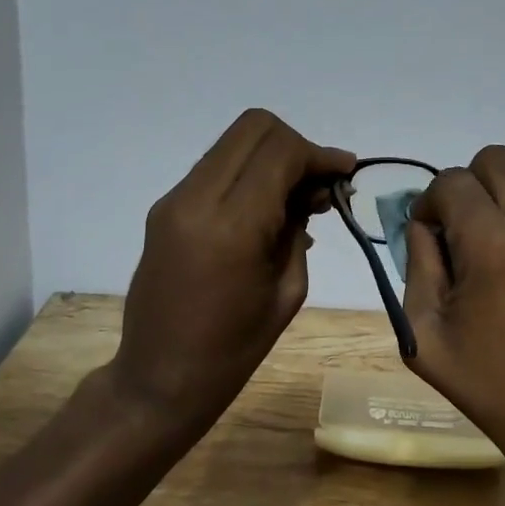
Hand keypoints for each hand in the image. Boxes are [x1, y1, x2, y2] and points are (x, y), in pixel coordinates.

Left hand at [110, 110, 353, 433]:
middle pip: (254, 128)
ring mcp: (174, 200)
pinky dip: (248, 175)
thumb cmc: (235, 348)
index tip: (345, 173)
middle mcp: (196, 198)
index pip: (281, 151)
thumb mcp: (288, 288)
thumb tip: (313, 188)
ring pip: (233, 143)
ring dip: (271, 157)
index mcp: (232, 225)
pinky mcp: (165, 209)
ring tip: (296, 200)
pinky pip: (215, 169)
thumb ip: (299, 226)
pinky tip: (266, 212)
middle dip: (295, 145)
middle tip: (317, 184)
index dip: (319, 154)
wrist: (160, 378)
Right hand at [402, 146, 504, 505]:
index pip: (451, 181)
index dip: (430, 204)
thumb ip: (415, 262)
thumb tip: (424, 222)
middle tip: (468, 236)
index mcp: (494, 242)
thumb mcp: (423, 332)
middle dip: (471, 188)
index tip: (432, 237)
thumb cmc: (490, 385)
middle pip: (496, 160)